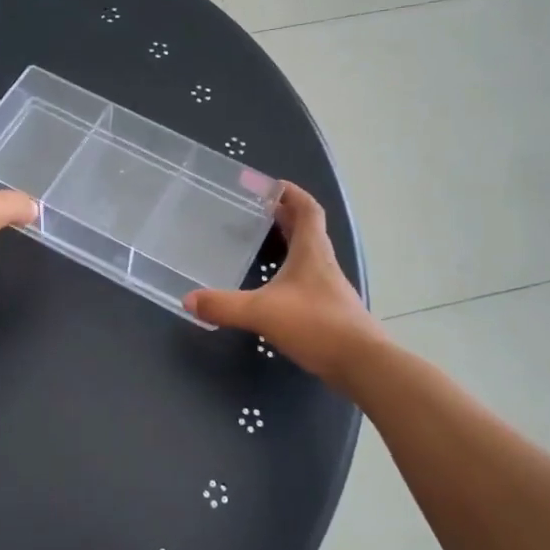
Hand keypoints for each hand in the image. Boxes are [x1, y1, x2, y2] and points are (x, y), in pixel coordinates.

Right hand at [184, 183, 384, 384]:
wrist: (361, 363)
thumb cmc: (316, 325)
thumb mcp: (262, 312)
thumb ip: (224, 306)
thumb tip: (188, 300)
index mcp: (312, 251)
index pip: (307, 209)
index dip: (291, 194)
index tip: (271, 186)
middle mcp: (322, 263)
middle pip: (307, 229)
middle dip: (283, 216)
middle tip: (256, 212)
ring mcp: (328, 287)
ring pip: (307, 255)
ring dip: (287, 244)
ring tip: (260, 244)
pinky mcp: (329, 309)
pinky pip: (306, 279)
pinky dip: (289, 273)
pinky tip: (272, 287)